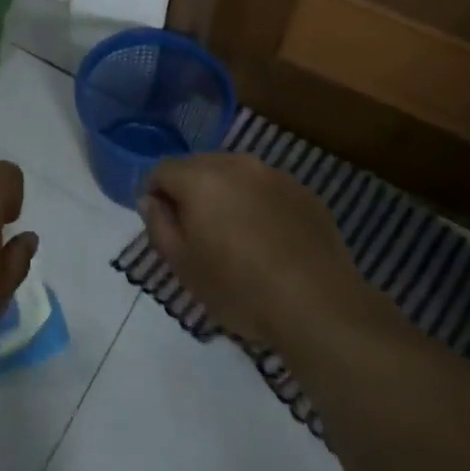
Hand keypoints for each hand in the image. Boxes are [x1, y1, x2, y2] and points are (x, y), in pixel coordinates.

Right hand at [141, 152, 377, 346]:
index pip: (161, 170)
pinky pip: (266, 188)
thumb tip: (151, 200)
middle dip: (190, 191)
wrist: (318, 306)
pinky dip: (258, 204)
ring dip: (225, 194)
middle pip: (198, 165)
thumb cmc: (240, 289)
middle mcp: (236, 164)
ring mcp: (275, 174)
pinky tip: (268, 240)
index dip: (154, 195)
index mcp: (201, 177)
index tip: (163, 225)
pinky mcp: (304, 192)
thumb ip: (158, 225)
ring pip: (235, 174)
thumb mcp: (183, 266)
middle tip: (196, 232)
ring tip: (234, 235)